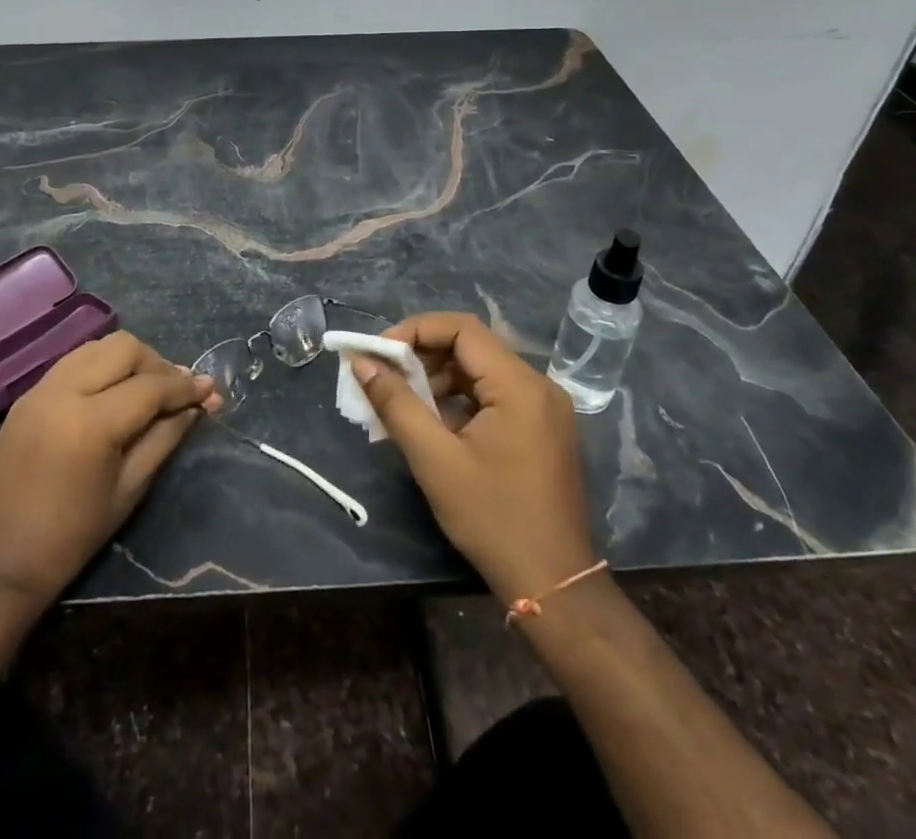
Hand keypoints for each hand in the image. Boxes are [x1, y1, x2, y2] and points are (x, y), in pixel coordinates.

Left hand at [0, 332, 216, 624]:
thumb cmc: (70, 539)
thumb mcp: (129, 490)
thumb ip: (165, 437)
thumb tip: (198, 405)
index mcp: (90, 423)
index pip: (151, 386)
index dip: (186, 387)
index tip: (212, 391)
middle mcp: (63, 391)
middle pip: (124, 347)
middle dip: (158, 364)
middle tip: (177, 393)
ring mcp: (40, 389)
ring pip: (98, 346)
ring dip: (129, 360)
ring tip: (148, 389)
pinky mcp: (27, 395)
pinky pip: (74, 361)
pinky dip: (102, 367)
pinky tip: (114, 393)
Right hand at [352, 311, 594, 605]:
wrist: (553, 585)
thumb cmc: (492, 519)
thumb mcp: (435, 460)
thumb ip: (396, 404)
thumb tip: (362, 363)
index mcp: (519, 385)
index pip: (461, 329)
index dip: (415, 331)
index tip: (379, 353)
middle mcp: (538, 385)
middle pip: (471, 346)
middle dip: (423, 355)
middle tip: (385, 377)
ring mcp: (544, 408)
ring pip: (481, 370)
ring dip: (438, 378)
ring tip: (403, 403)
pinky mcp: (541, 428)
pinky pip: (494, 395)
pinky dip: (459, 399)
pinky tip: (433, 424)